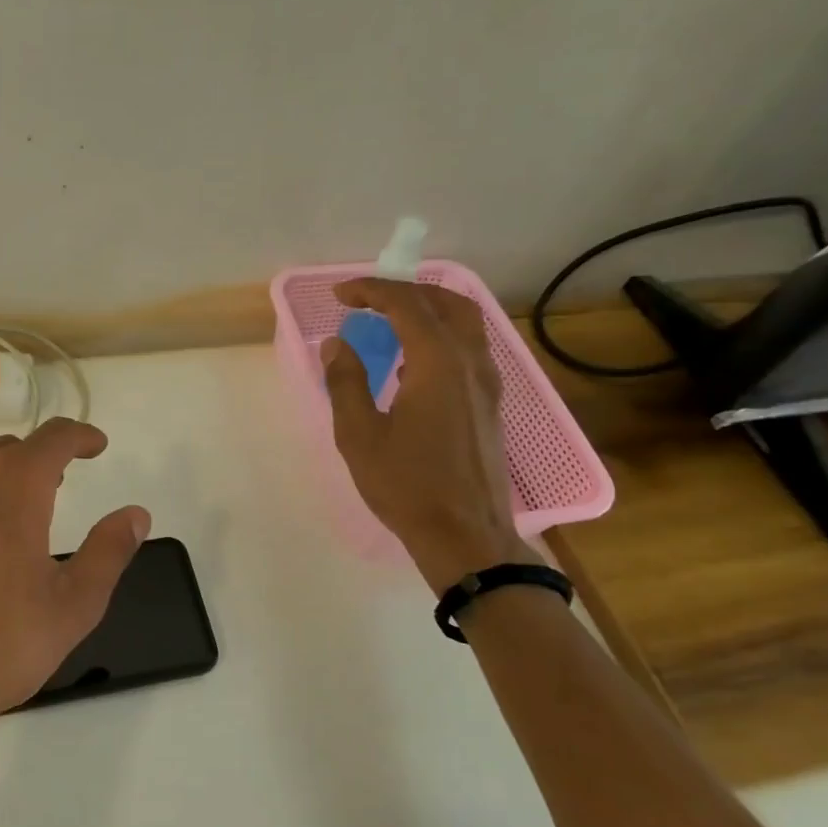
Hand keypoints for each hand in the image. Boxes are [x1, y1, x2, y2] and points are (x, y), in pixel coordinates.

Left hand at [0, 418, 149, 814]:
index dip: (80, 436)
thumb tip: (137, 514)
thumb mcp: (72, 606)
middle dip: (36, 460)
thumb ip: (109, 552)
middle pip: (6, 448)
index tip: (95, 445)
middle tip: (54, 486)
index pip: (55, 437)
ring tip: (2, 506)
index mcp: (14, 486)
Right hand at [323, 279, 534, 594]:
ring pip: (465, 322)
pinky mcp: (491, 403)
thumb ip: (346, 382)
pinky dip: (442, 335)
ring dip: (428, 309)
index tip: (339, 295)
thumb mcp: (359, 435)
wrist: (465, 535)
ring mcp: (488, 382)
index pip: (406, 304)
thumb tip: (337, 345)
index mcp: (438, 363)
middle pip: (446, 302)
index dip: (371, 291)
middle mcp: (470, 362)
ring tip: (389, 321)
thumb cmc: (406, 485)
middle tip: (366, 301)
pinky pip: (470, 348)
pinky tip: (414, 362)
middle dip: (403, 292)